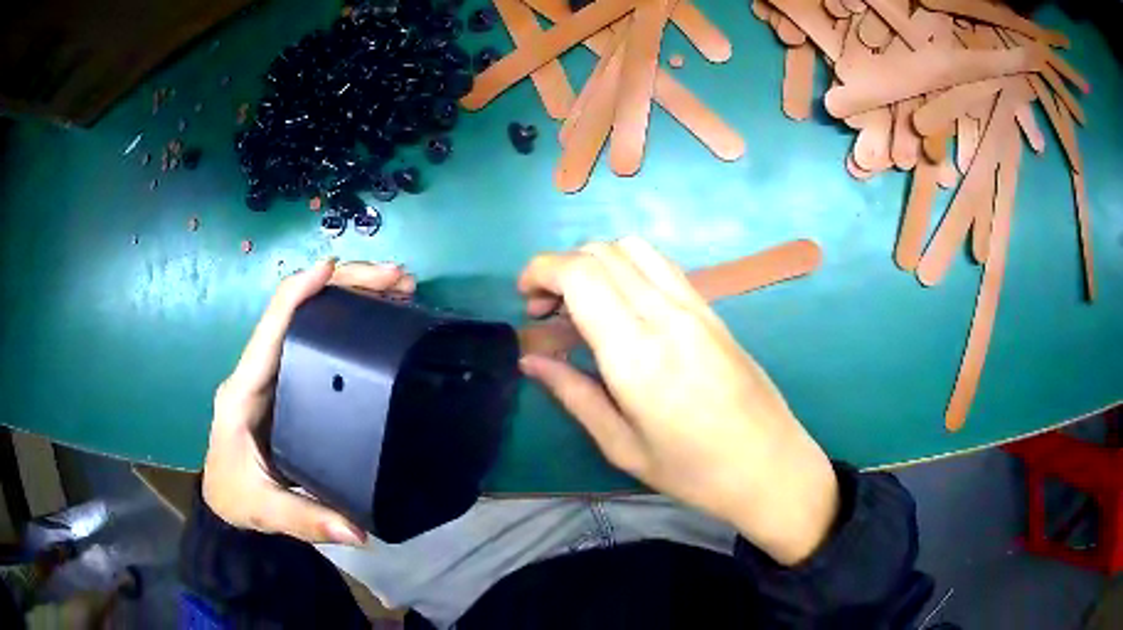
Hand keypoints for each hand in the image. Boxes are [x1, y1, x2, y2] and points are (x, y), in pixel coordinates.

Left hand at [203, 259, 415, 544]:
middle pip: (297, 308)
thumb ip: (306, 518)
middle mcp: (259, 370)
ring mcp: (274, 373)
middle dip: (343, 285)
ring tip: (398, 291)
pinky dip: (348, 320)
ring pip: (309, 317)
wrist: (226, 502)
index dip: (301, 291)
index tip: (338, 271)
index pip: (272, 325)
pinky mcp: (289, 382)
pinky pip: (316, 339)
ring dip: (350, 296)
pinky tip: (379, 319)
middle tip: (395, 281)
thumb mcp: (265, 509)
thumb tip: (357, 530)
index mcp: (245, 389)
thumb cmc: (237, 497)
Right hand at [518, 238, 838, 564]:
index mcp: (636, 354)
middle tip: (545, 310)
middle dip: (560, 266)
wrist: (770, 465)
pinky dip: (627, 266)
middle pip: (602, 252)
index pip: (580, 274)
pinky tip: (623, 305)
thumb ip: (573, 393)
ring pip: (633, 248)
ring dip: (595, 261)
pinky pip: (661, 265)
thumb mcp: (622, 445)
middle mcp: (665, 315)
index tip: (525, 298)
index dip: (541, 270)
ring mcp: (694, 306)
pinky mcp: (712, 309)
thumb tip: (530, 360)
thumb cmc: (694, 471)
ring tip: (582, 302)